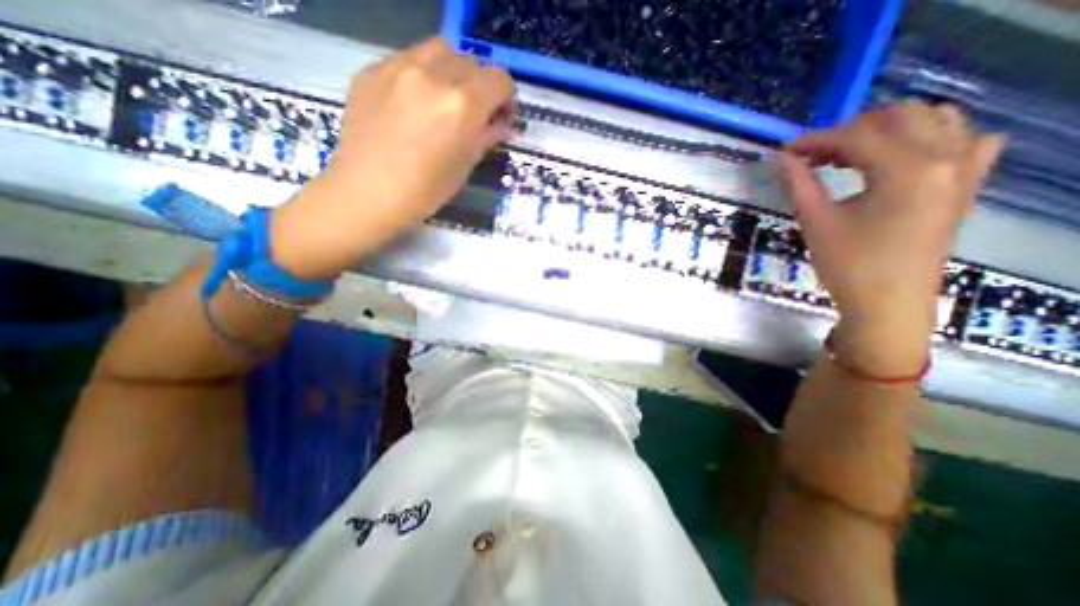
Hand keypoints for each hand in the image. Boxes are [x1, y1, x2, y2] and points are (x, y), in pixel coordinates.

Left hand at [267, 37, 513, 278]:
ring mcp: (398, 68)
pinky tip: (412, 103)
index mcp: (462, 105)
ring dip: (451, 72)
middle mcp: (433, 75)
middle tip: (474, 114)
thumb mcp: (464, 167)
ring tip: (443, 100)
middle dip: (480, 87)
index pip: (499, 79)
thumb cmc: (424, 191)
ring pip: (439, 51)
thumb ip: (486, 138)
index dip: (506, 98)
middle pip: (471, 62)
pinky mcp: (372, 70)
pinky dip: (421, 75)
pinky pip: (407, 59)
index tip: (500, 117)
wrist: (366, 193)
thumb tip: (503, 126)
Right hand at [776, 100, 1004, 374]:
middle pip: (899, 116)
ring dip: (886, 130)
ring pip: (934, 120)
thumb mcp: (816, 223)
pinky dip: (929, 138)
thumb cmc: (849, 265)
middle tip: (815, 156)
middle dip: (850, 130)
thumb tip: (780, 158)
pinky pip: (963, 140)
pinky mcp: (966, 185)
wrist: (888, 304)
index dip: (815, 139)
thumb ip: (799, 184)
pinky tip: (901, 158)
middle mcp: (947, 157)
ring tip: (849, 156)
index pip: (857, 135)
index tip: (786, 151)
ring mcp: (965, 170)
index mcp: (908, 169)